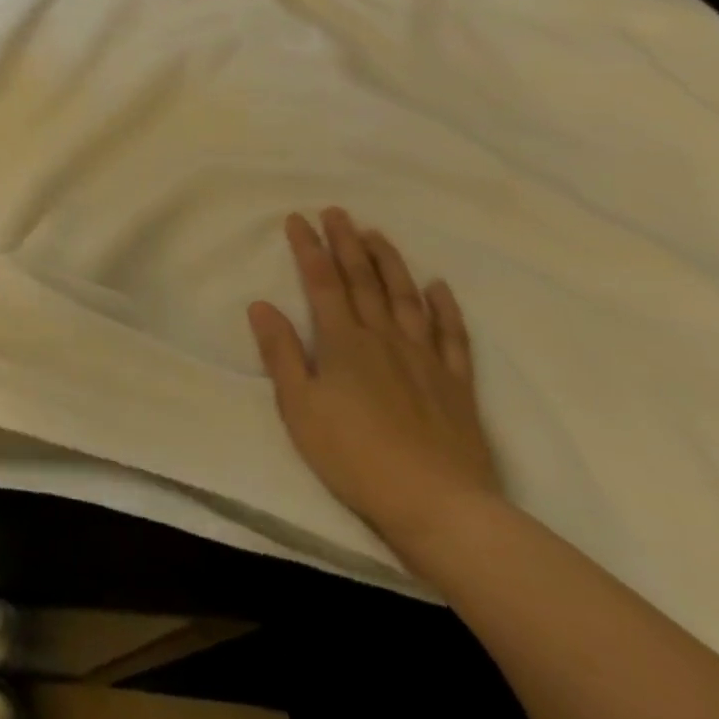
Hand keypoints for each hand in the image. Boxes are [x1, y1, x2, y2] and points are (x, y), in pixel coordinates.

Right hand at [247, 209, 501, 559]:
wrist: (439, 506)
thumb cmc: (354, 456)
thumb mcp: (299, 407)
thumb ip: (281, 353)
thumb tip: (261, 305)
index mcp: (343, 343)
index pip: (321, 284)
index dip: (308, 249)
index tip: (297, 219)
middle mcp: (384, 340)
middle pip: (363, 281)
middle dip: (347, 243)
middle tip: (337, 212)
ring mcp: (425, 360)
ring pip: (406, 299)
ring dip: (391, 263)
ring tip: (378, 234)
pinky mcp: (457, 386)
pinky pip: (453, 337)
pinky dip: (445, 309)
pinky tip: (439, 287)